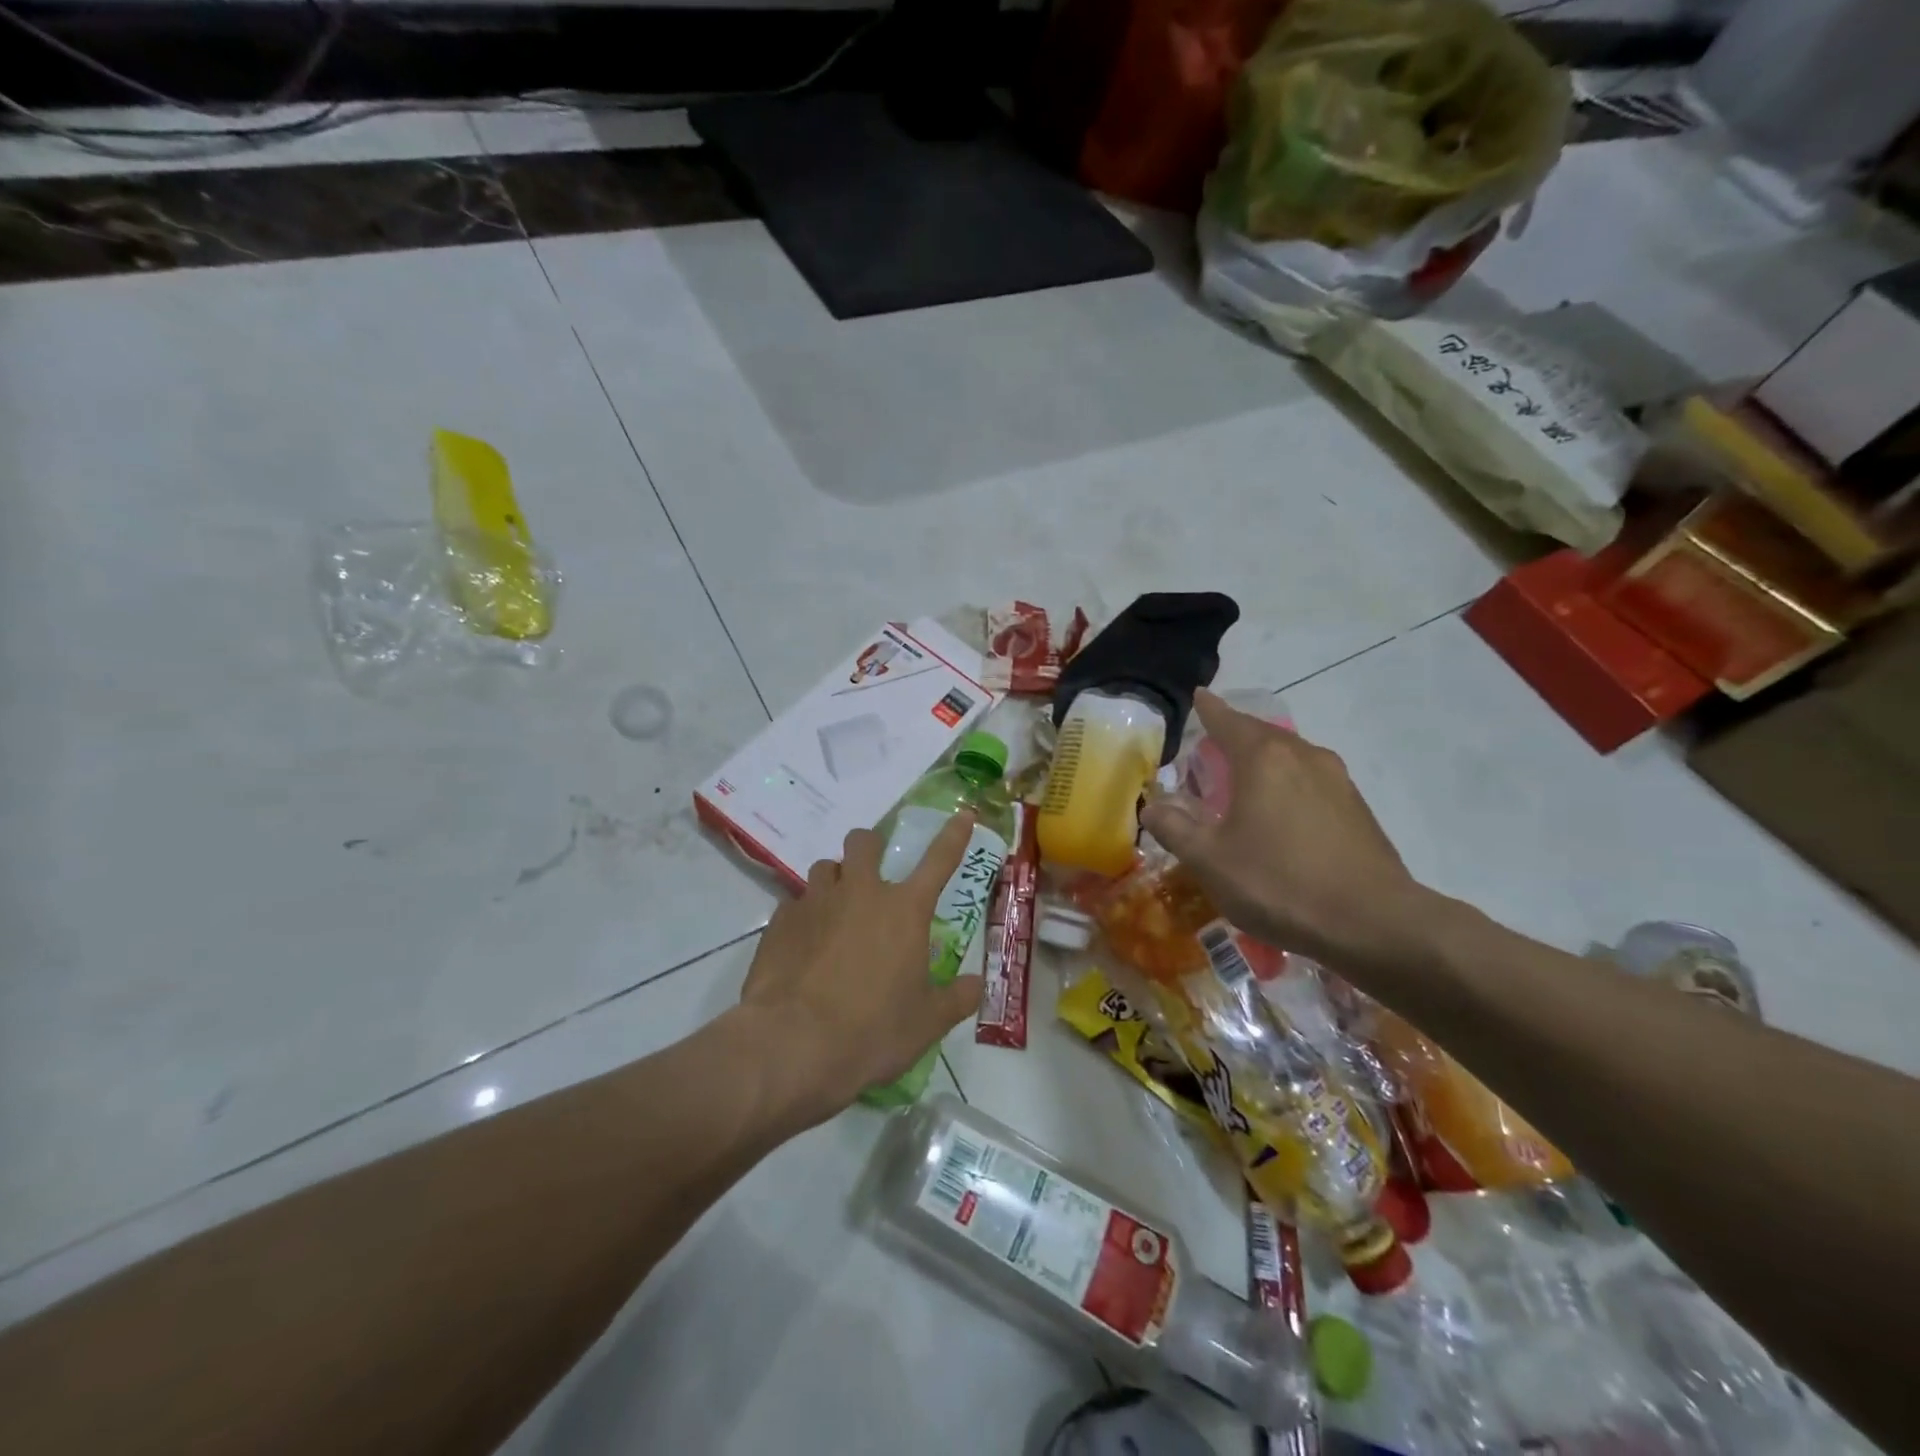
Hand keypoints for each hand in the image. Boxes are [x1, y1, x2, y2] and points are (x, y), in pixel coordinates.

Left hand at [737, 816, 983, 1119]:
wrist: (792, 1045)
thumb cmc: (872, 1032)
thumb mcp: (926, 1023)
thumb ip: (956, 999)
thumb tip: (976, 985)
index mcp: (904, 910)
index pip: (939, 860)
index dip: (954, 835)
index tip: (963, 814)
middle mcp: (860, 892)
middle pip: (863, 842)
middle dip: (870, 848)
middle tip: (873, 875)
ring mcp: (815, 902)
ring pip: (824, 868)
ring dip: (834, 881)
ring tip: (835, 913)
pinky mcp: (780, 921)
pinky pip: (794, 903)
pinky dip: (804, 916)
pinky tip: (803, 945)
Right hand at [1139, 691, 1428, 970]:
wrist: (1374, 924)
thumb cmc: (1280, 884)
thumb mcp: (1210, 861)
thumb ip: (1175, 829)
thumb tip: (1152, 807)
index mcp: (1264, 760)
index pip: (1229, 722)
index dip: (1209, 710)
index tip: (1199, 696)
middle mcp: (1303, 757)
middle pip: (1263, 734)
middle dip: (1237, 734)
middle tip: (1213, 744)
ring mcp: (1338, 782)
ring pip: (1291, 757)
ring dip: (1265, 759)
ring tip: (1245, 778)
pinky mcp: (1358, 809)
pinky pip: (1312, 781)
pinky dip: (1289, 783)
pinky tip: (1281, 813)